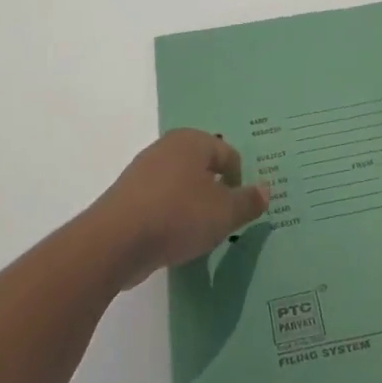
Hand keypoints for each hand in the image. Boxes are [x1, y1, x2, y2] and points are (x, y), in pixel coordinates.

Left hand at [86, 129, 269, 286]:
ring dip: (193, 205)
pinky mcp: (127, 197)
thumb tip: (266, 189)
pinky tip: (175, 238)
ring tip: (200, 232)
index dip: (240, 180)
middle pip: (202, 166)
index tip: (242, 208)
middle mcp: (166, 148)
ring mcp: (143, 171)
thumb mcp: (225, 213)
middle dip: (216, 191)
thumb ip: (248, 201)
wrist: (115, 241)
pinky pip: (160, 202)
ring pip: (180, 185)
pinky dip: (171, 216)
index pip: (228, 153)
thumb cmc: (178, 216)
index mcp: (192, 141)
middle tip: (225, 219)